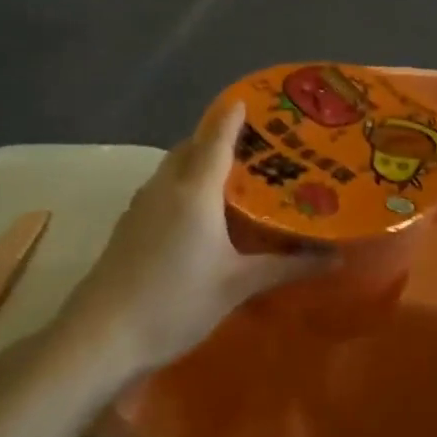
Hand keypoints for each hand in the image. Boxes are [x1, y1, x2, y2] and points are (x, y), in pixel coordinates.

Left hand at [54, 102, 331, 377]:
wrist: (101, 336)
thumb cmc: (176, 302)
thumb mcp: (238, 285)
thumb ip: (287, 266)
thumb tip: (336, 257)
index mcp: (195, 190)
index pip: (216, 138)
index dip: (233, 117)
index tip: (252, 99)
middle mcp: (166, 186)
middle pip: (192, 146)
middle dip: (219, 137)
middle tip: (257, 145)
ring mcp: (142, 205)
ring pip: (174, 167)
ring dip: (199, 161)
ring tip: (235, 174)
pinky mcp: (129, 225)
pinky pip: (163, 188)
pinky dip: (184, 184)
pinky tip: (202, 212)